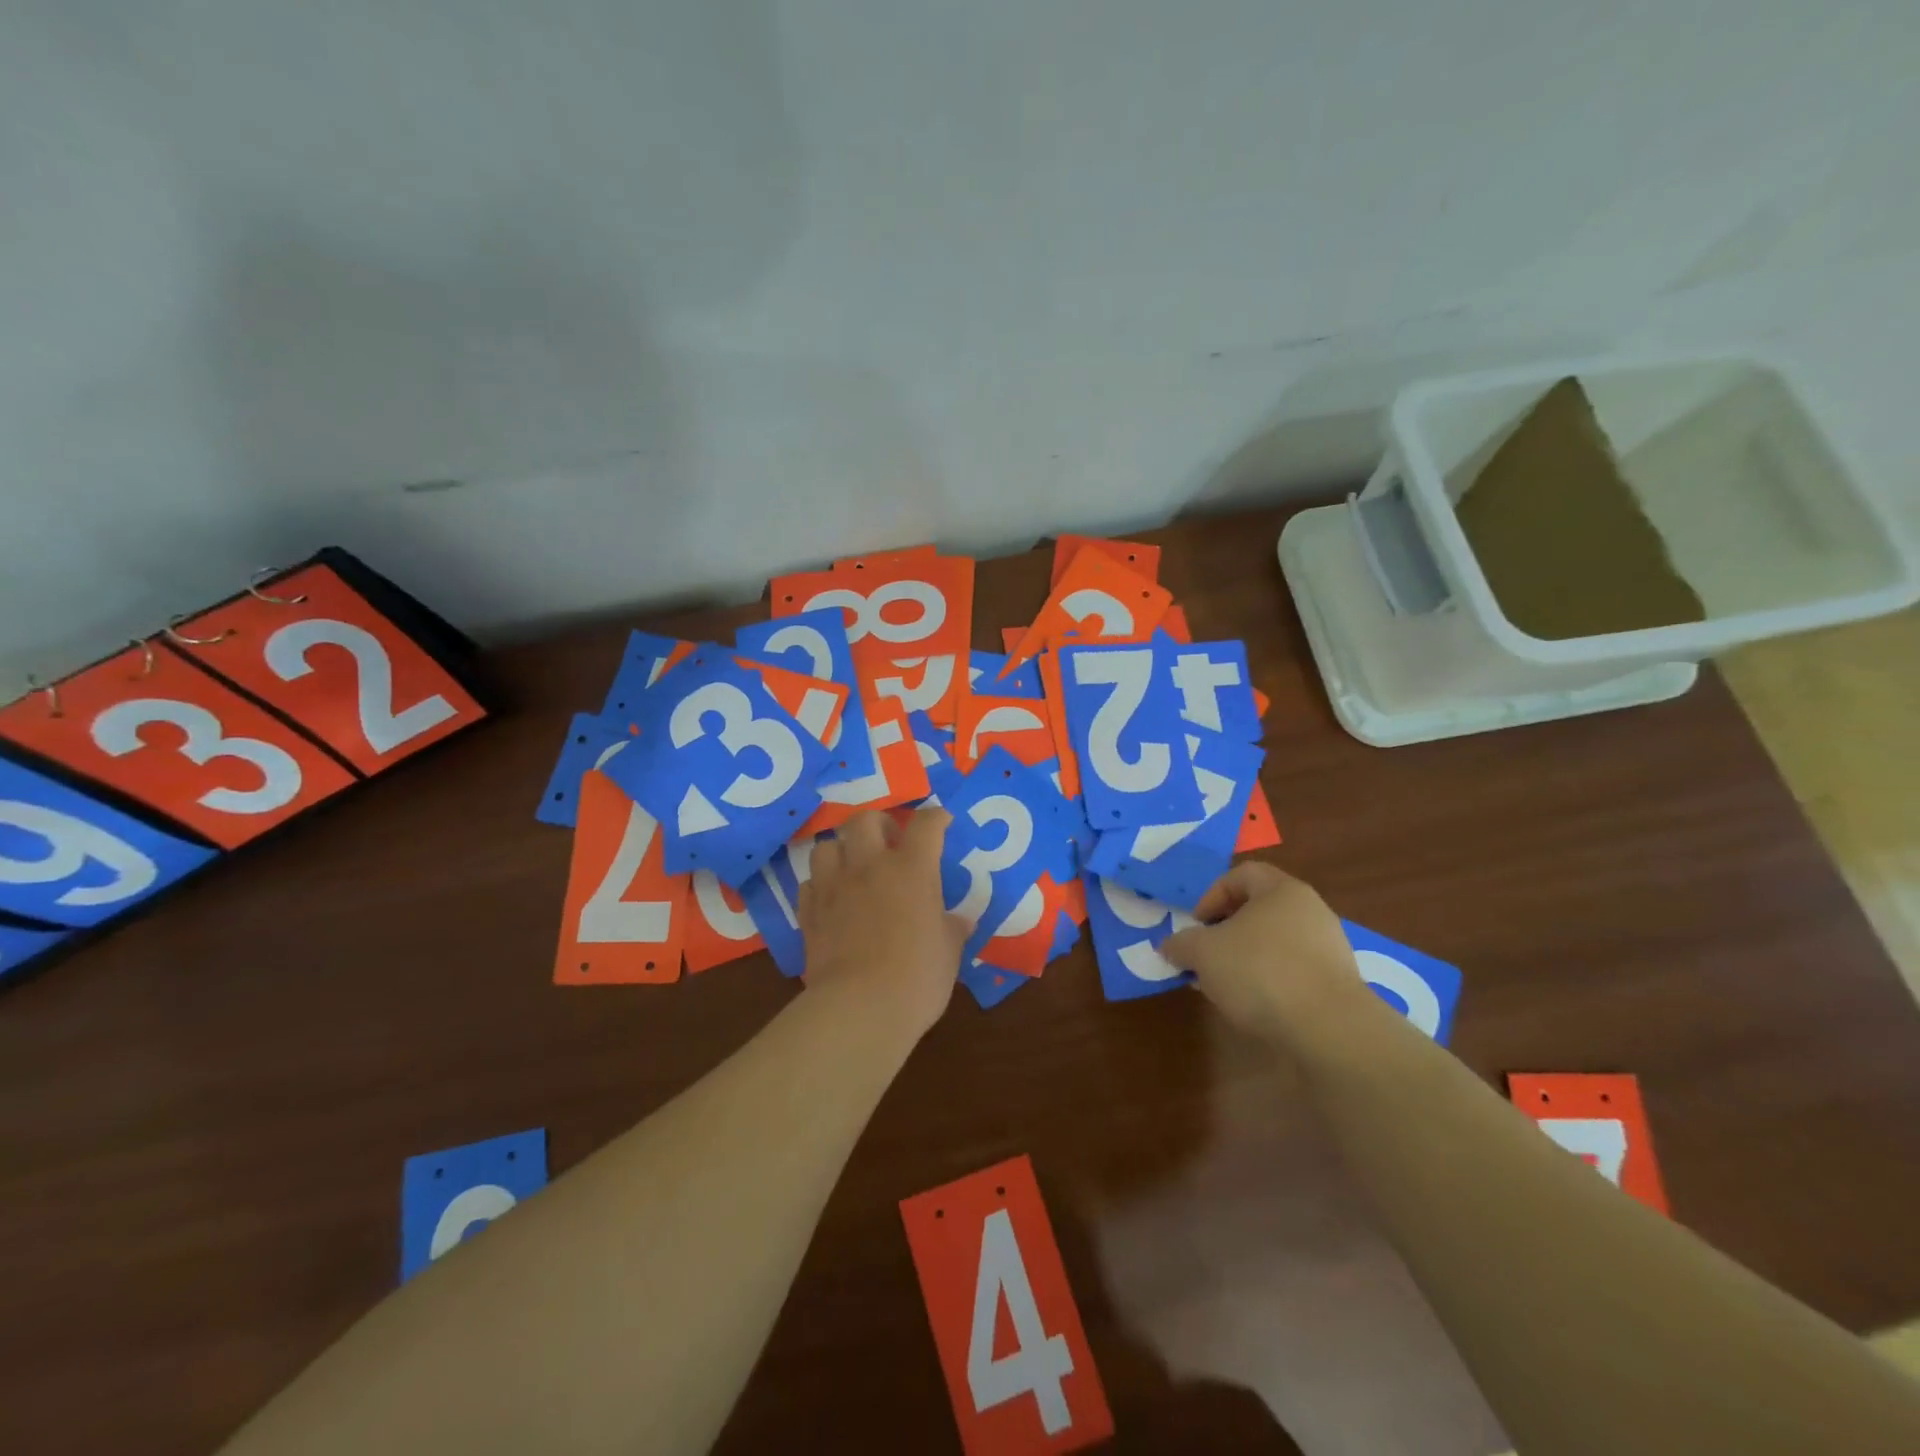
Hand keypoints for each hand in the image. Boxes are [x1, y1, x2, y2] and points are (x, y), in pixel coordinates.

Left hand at [798, 808, 970, 1039]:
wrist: (860, 1008)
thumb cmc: (917, 978)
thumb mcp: (948, 953)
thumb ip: (952, 929)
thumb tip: (961, 921)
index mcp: (912, 869)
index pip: (926, 825)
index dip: (935, 818)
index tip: (941, 822)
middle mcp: (869, 867)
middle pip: (865, 820)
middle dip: (879, 823)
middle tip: (890, 842)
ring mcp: (833, 887)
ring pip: (827, 845)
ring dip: (842, 850)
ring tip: (853, 868)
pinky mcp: (809, 913)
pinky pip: (809, 883)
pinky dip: (820, 885)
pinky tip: (831, 899)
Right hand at [1162, 863, 1378, 1051]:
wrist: (1329, 1029)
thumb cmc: (1260, 971)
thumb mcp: (1203, 953)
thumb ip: (1181, 944)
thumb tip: (1170, 946)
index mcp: (1281, 890)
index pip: (1241, 875)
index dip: (1212, 895)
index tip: (1197, 926)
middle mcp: (1310, 910)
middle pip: (1258, 910)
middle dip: (1225, 931)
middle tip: (1205, 956)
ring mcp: (1329, 948)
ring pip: (1275, 943)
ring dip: (1245, 959)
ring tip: (1225, 986)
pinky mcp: (1338, 984)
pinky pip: (1294, 971)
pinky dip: (1270, 982)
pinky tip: (1255, 1006)